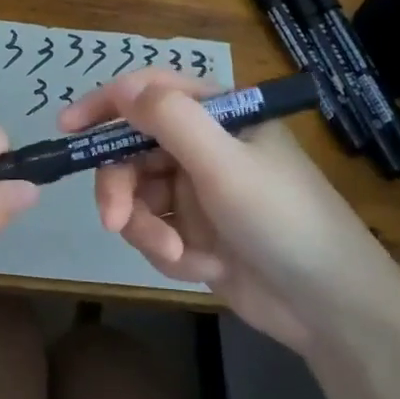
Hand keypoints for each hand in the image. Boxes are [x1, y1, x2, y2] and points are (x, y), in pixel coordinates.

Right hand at [61, 71, 399, 354]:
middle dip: (121, 187)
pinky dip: (170, 250)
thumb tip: (123, 87)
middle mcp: (203, 145)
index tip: (68, 127)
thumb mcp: (225, 164)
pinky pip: (155, 230)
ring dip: (147, 227)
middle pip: (132, 149)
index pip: (149, 91)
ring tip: (177, 254)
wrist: (331, 310)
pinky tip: (203, 267)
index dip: (105, 104)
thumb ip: (170, 120)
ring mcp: (198, 189)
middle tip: (114, 222)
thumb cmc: (283, 220)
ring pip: (137, 195)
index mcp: (218, 114)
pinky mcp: (196, 231)